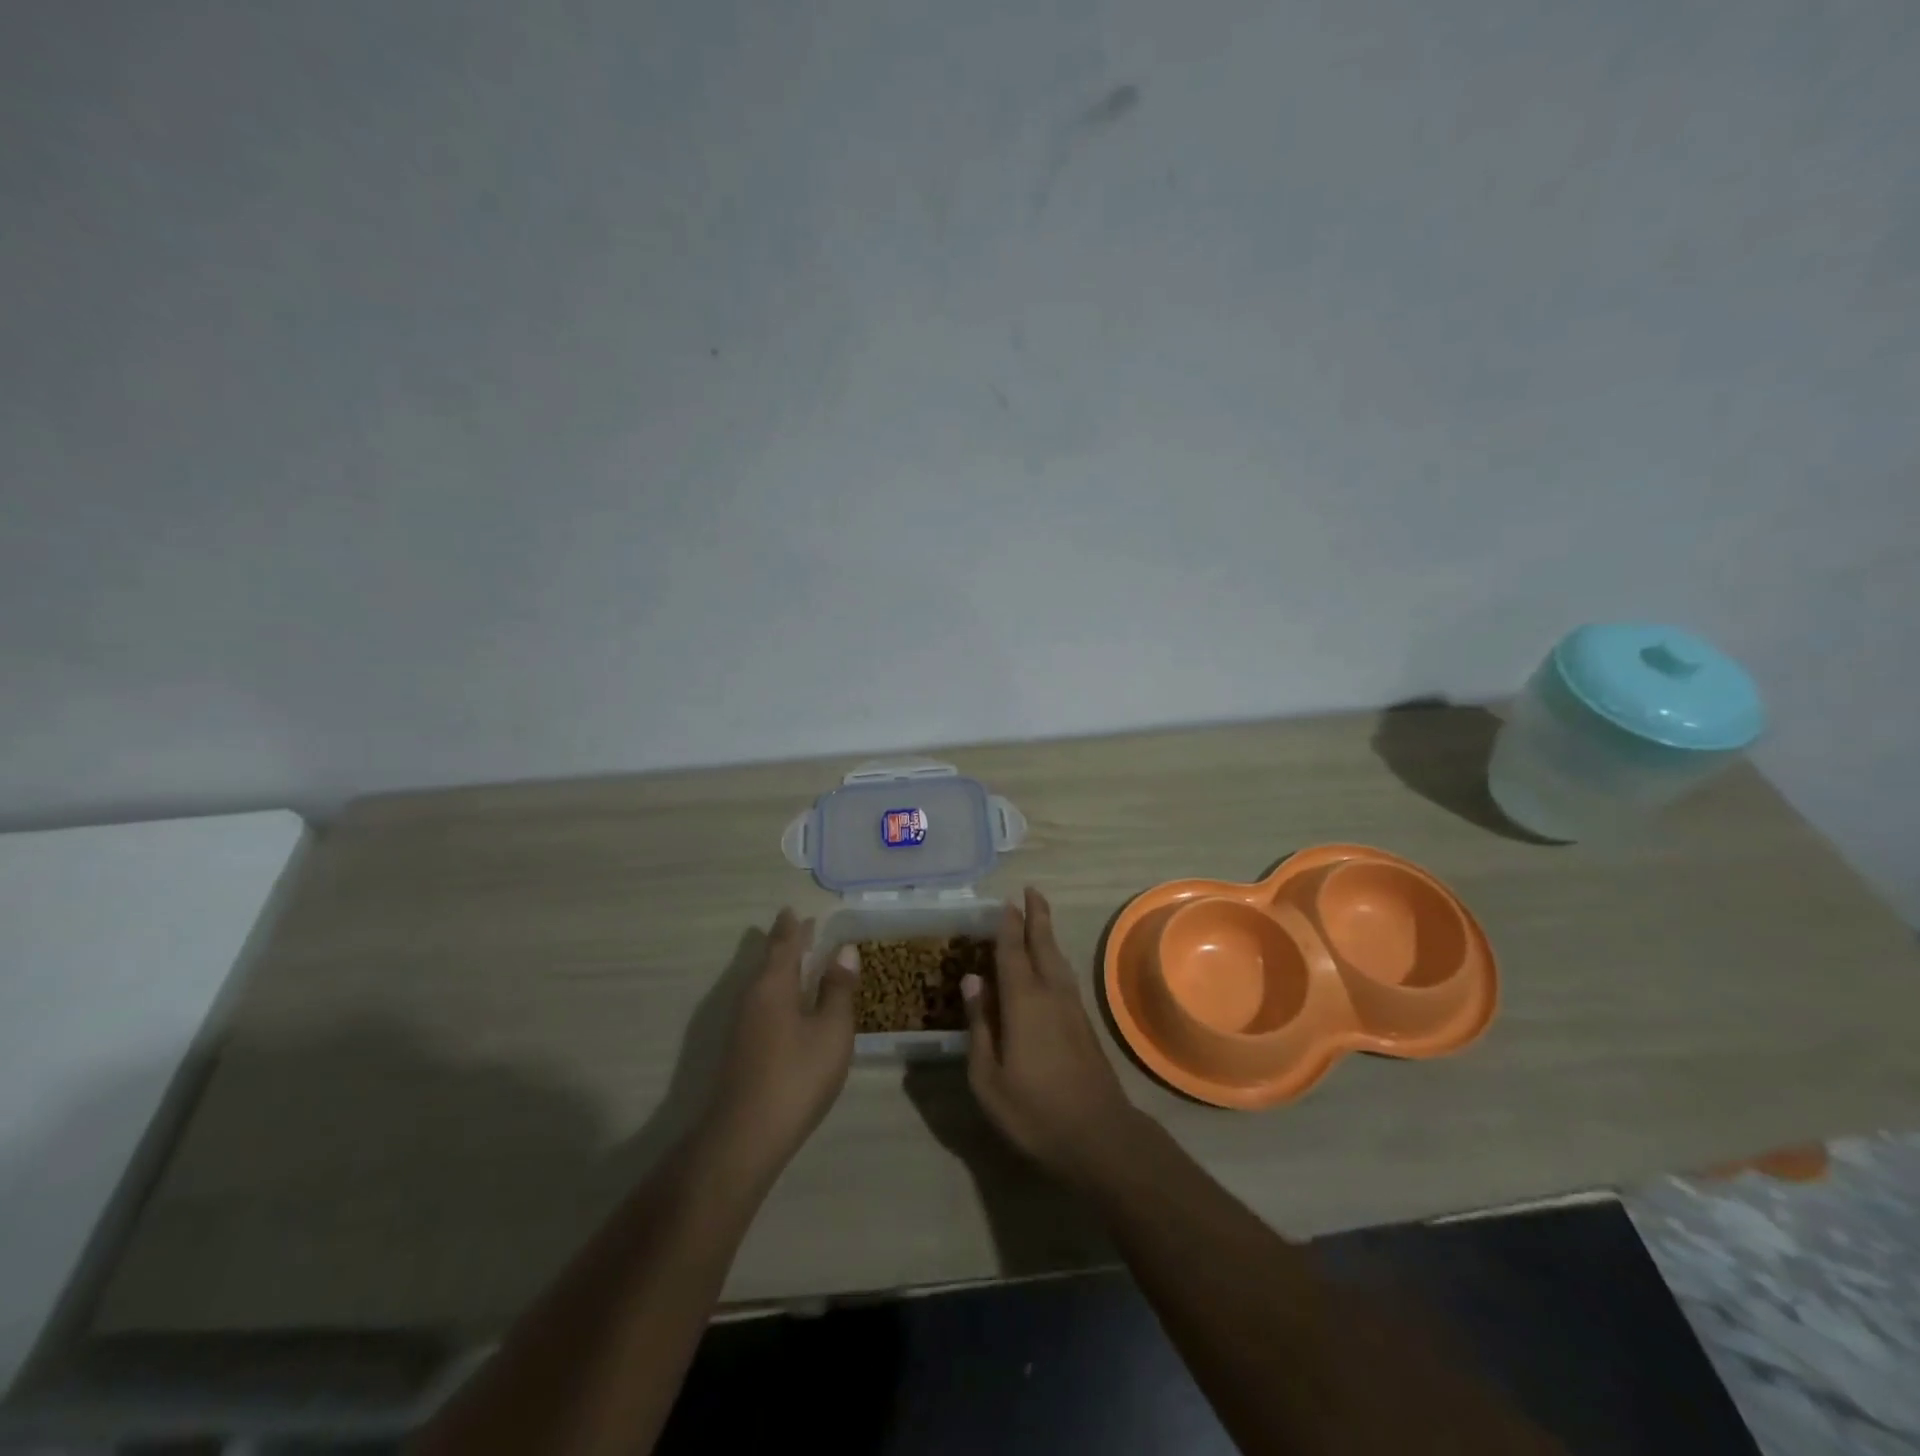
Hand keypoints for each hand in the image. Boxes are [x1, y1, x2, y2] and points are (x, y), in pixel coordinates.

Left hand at [701, 909, 858, 1182]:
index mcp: (773, 985)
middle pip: (769, 962)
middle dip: (786, 945)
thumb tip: (845, 951)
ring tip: (800, 961)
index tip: (794, 910)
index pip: (783, 945)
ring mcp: (743, 1025)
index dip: (792, 928)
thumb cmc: (796, 1075)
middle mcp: (752, 998)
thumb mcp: (831, 1031)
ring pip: (764, 984)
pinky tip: (790, 1005)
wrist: (745, 1136)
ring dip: (782, 968)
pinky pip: (763, 1003)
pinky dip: (779, 991)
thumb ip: (838, 990)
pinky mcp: (742, 1049)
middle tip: (801, 928)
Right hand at [962, 887, 1138, 1186]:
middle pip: (1043, 946)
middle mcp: (1051, 994)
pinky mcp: (1084, 1025)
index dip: (1008, 926)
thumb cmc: (1034, 1111)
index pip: (1012, 952)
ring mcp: (1072, 1009)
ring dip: (1047, 935)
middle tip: (1031, 891)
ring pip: (1058, 960)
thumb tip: (972, 980)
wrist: (1099, 1137)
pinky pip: (1064, 977)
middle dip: (1037, 917)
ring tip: (1039, 919)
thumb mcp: (988, 1077)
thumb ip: (980, 1025)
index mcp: (1024, 1002)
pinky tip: (1051, 965)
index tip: (1005, 902)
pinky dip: (1054, 959)